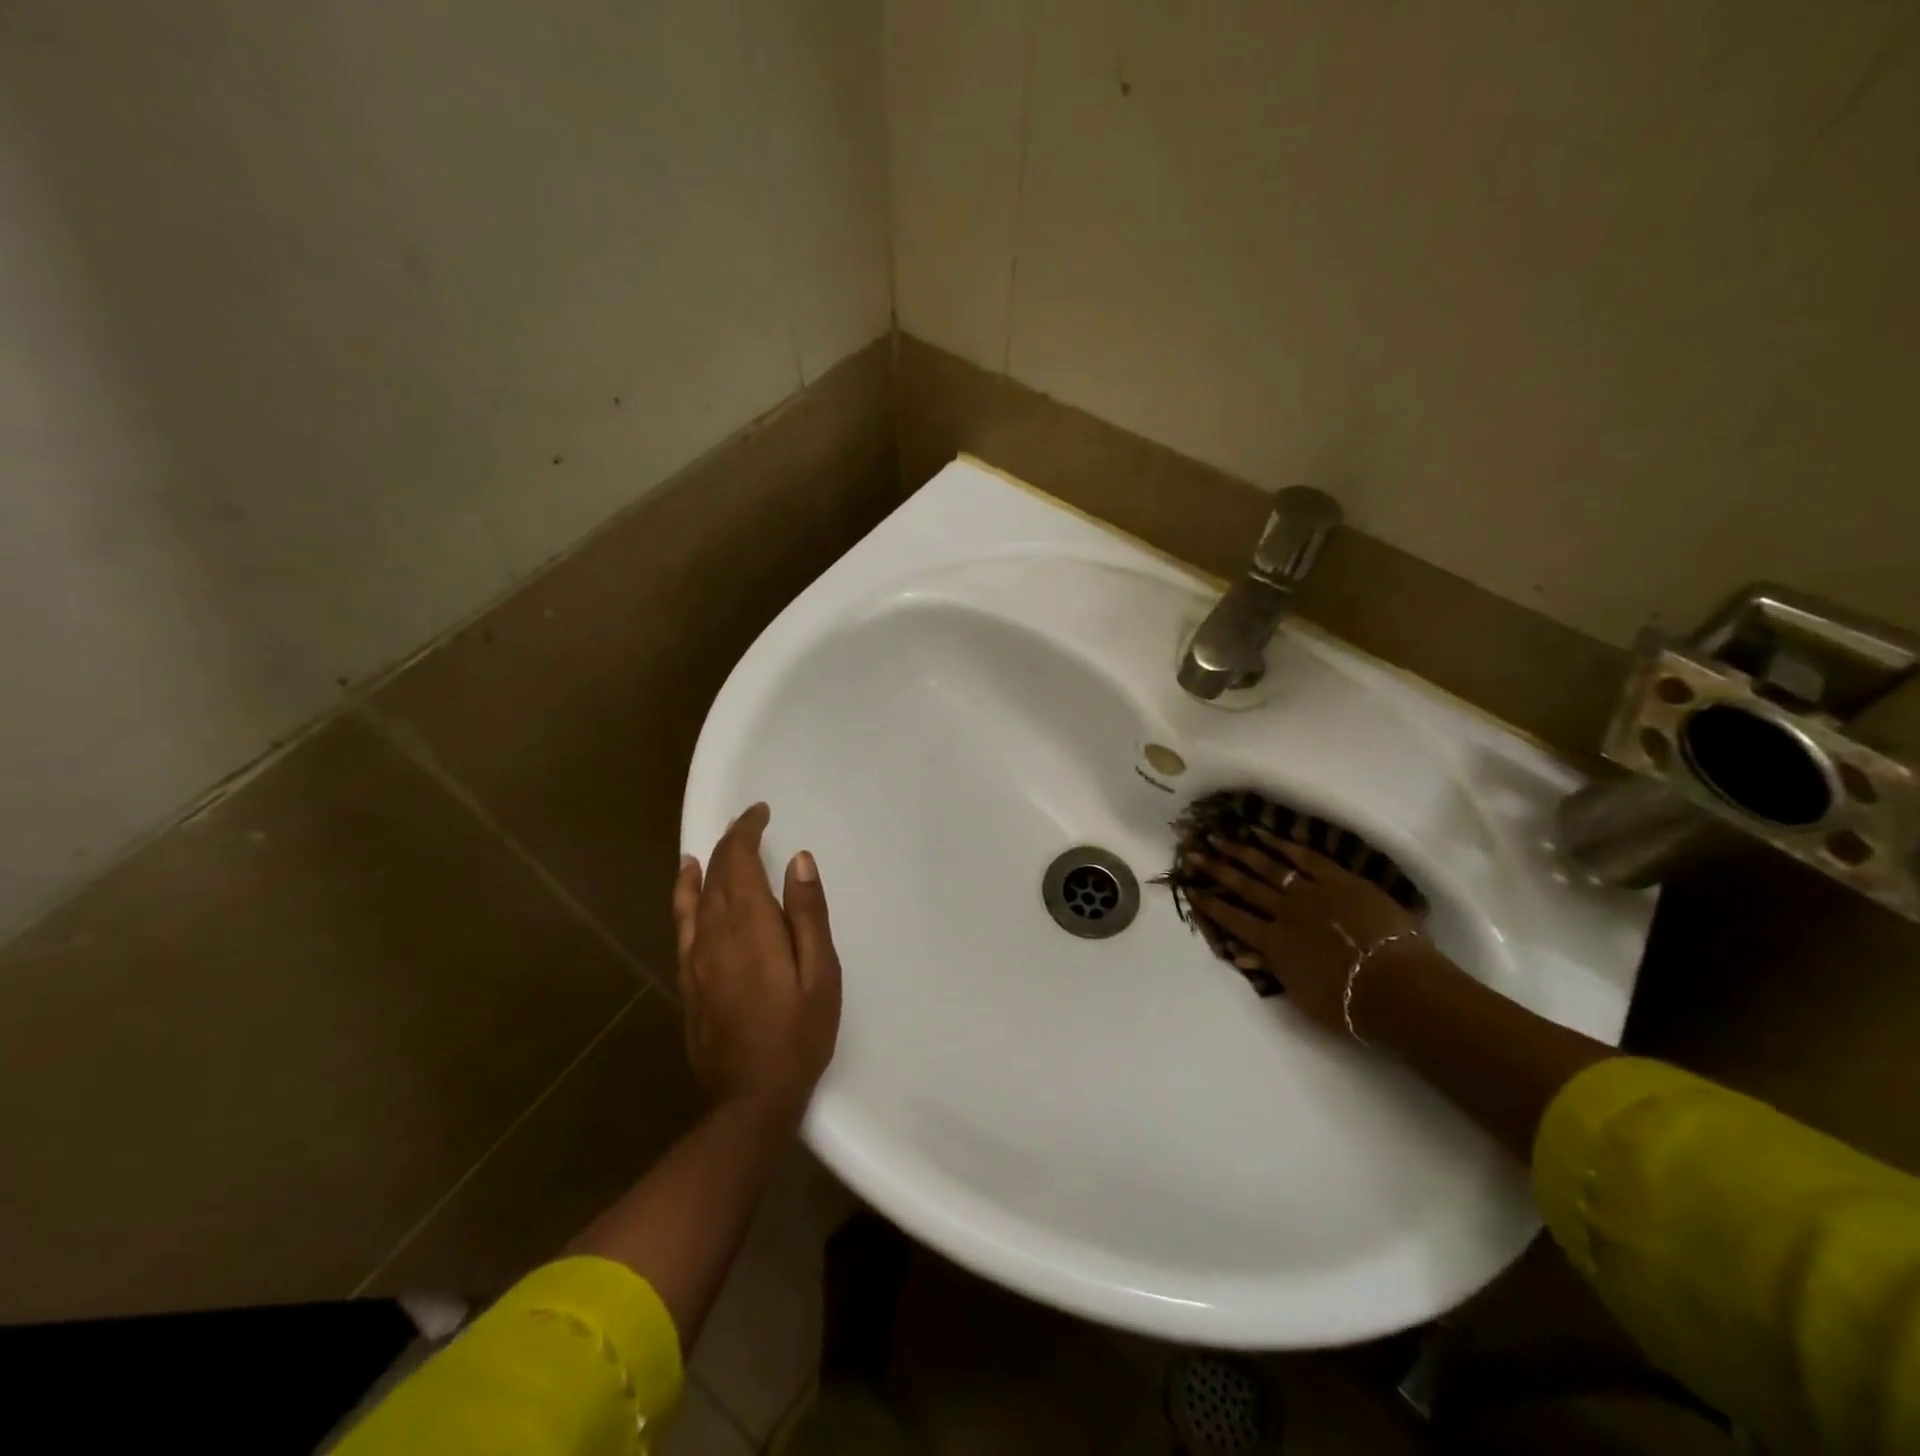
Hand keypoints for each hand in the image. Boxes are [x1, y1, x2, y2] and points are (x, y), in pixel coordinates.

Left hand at [673, 803, 841, 1120]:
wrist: (750, 1097)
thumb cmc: (799, 1034)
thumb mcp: (821, 975)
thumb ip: (808, 914)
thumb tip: (798, 860)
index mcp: (751, 927)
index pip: (739, 862)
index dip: (746, 831)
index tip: (761, 811)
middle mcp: (715, 933)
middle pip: (716, 872)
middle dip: (732, 841)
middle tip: (751, 821)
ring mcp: (696, 956)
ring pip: (696, 893)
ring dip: (709, 862)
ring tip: (720, 841)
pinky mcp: (688, 977)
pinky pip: (681, 921)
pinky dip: (683, 892)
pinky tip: (687, 879)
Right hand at [1187, 830, 1427, 1035]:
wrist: (1396, 987)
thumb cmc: (1349, 1004)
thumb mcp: (1301, 996)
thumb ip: (1271, 969)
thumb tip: (1240, 953)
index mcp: (1273, 943)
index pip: (1233, 919)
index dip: (1209, 904)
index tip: (1190, 888)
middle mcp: (1284, 912)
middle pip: (1244, 886)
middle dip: (1216, 870)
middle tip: (1193, 852)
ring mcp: (1311, 892)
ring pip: (1269, 867)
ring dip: (1242, 851)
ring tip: (1220, 838)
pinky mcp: (1339, 880)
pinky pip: (1306, 857)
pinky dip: (1284, 844)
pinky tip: (1265, 834)